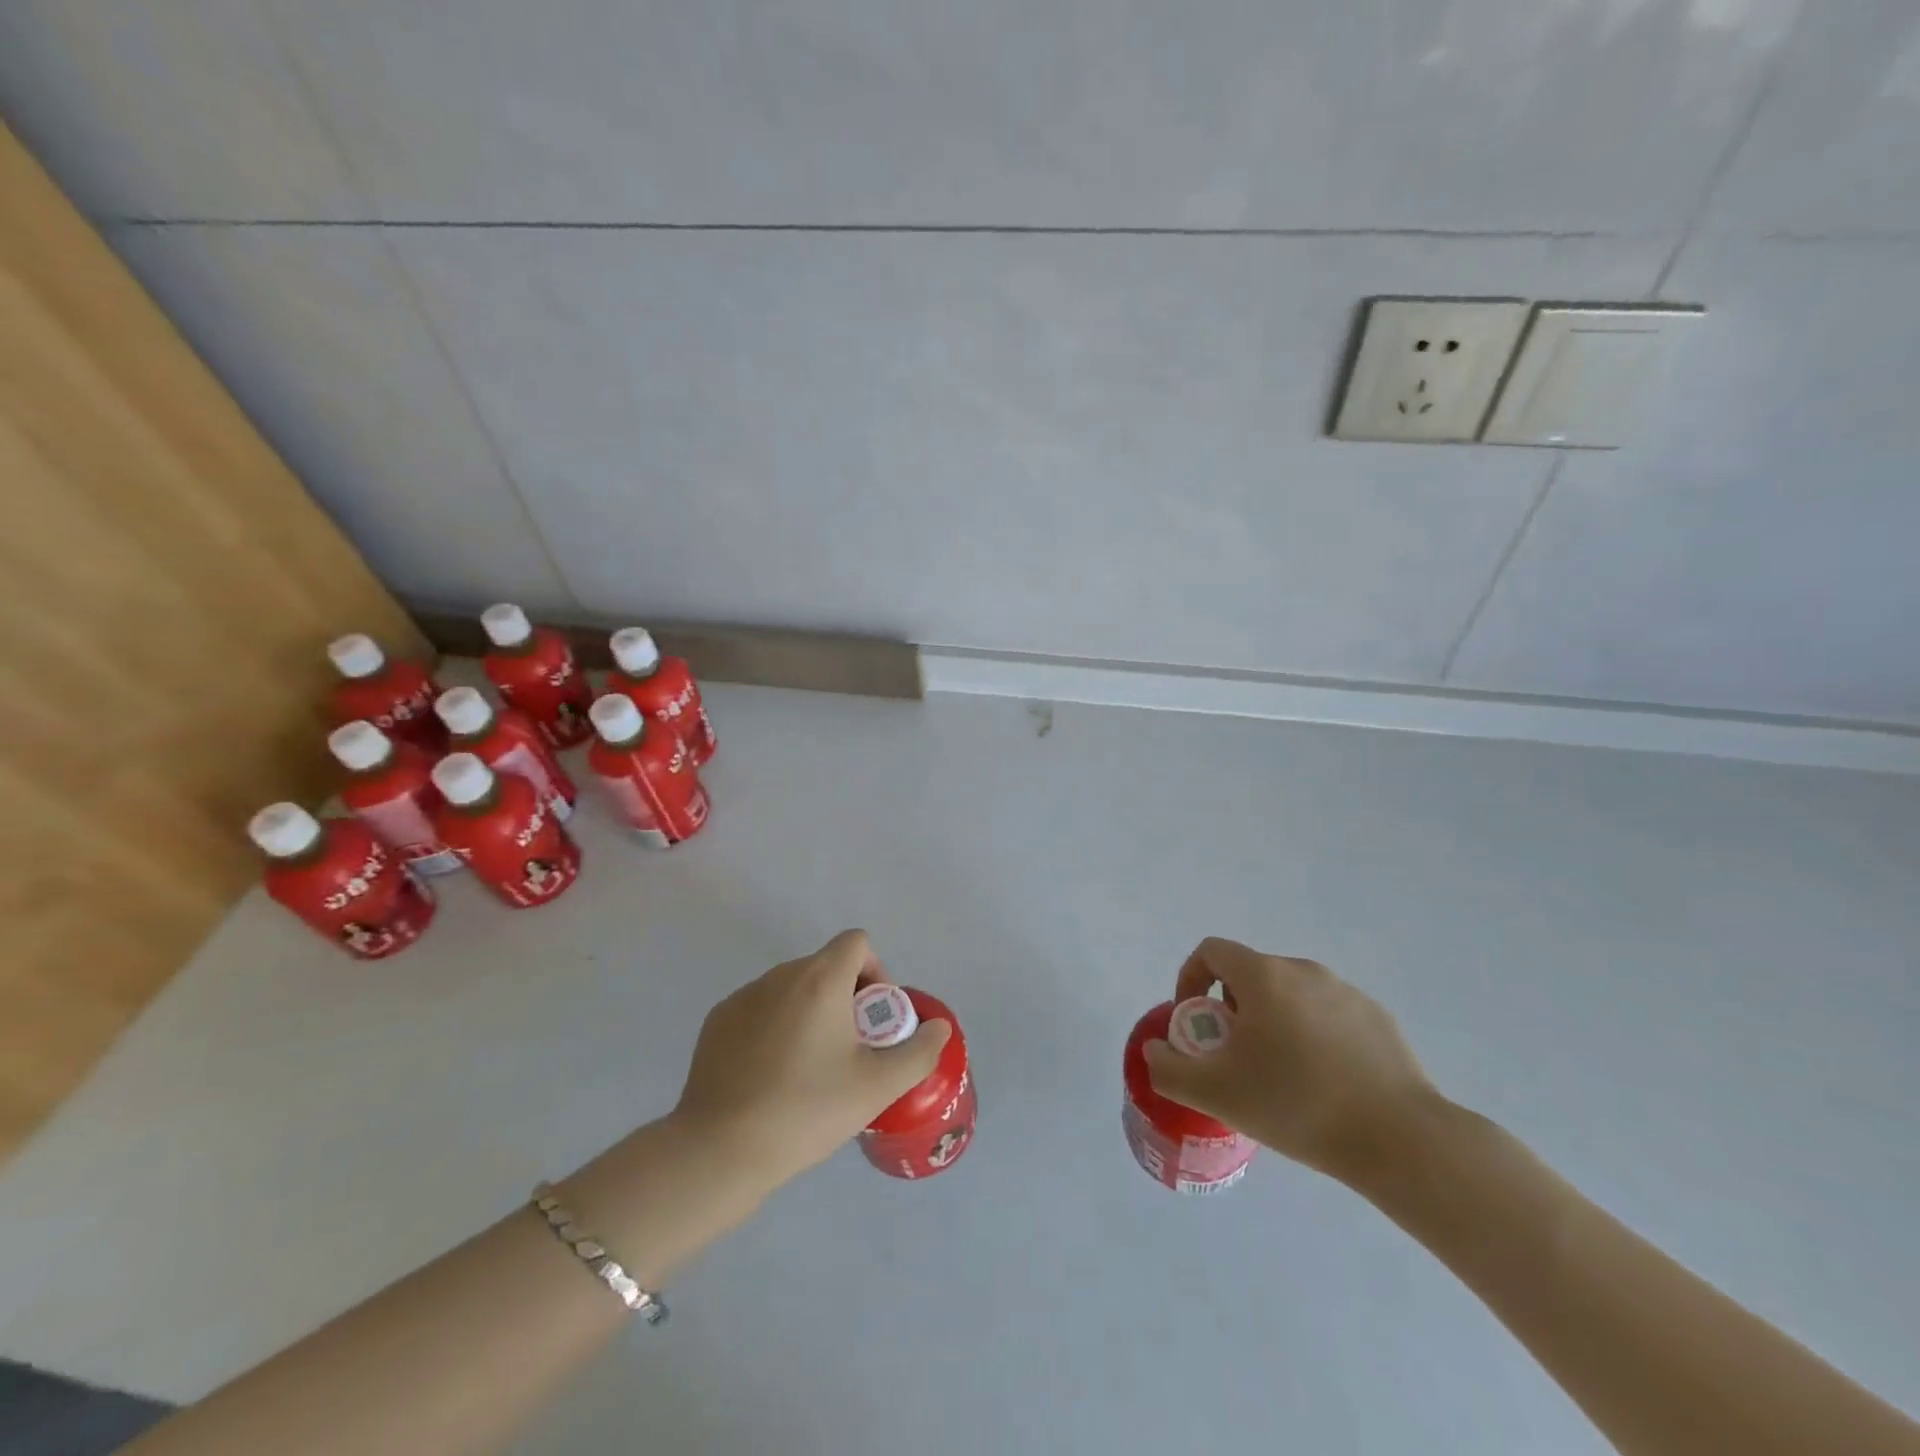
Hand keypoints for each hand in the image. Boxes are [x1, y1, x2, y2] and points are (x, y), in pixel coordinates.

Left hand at [671, 929, 952, 1198]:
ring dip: (810, 1011)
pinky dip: (775, 1026)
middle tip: (849, 1051)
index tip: (874, 1018)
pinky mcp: (717, 1021)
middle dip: (845, 997)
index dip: (876, 971)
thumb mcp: (878, 1087)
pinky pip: (760, 1008)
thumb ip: (918, 1051)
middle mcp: (780, 975)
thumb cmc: (807, 1110)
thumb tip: (938, 1027)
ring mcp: (744, 996)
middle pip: (826, 966)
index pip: (856, 942)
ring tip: (810, 1068)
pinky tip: (771, 1076)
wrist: (720, 1150)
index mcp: (820, 979)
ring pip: (792, 988)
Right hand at [1144, 937, 1439, 1184]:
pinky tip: (1325, 1084)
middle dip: (1231, 1008)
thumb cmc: (1298, 1105)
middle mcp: (1304, 970)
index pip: (1211, 952)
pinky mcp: (1379, 1018)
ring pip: (1290, 995)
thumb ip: (1170, 1068)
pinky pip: (1328, 1015)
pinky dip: (1312, 1035)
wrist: (1401, 1141)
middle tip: (1235, 1057)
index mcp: (1264, 975)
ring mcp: (1346, 991)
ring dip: (1272, 1021)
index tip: (1194, 1024)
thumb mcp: (1216, 1093)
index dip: (1190, 980)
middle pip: (1250, 974)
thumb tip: (1156, 1051)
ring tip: (1280, 1075)